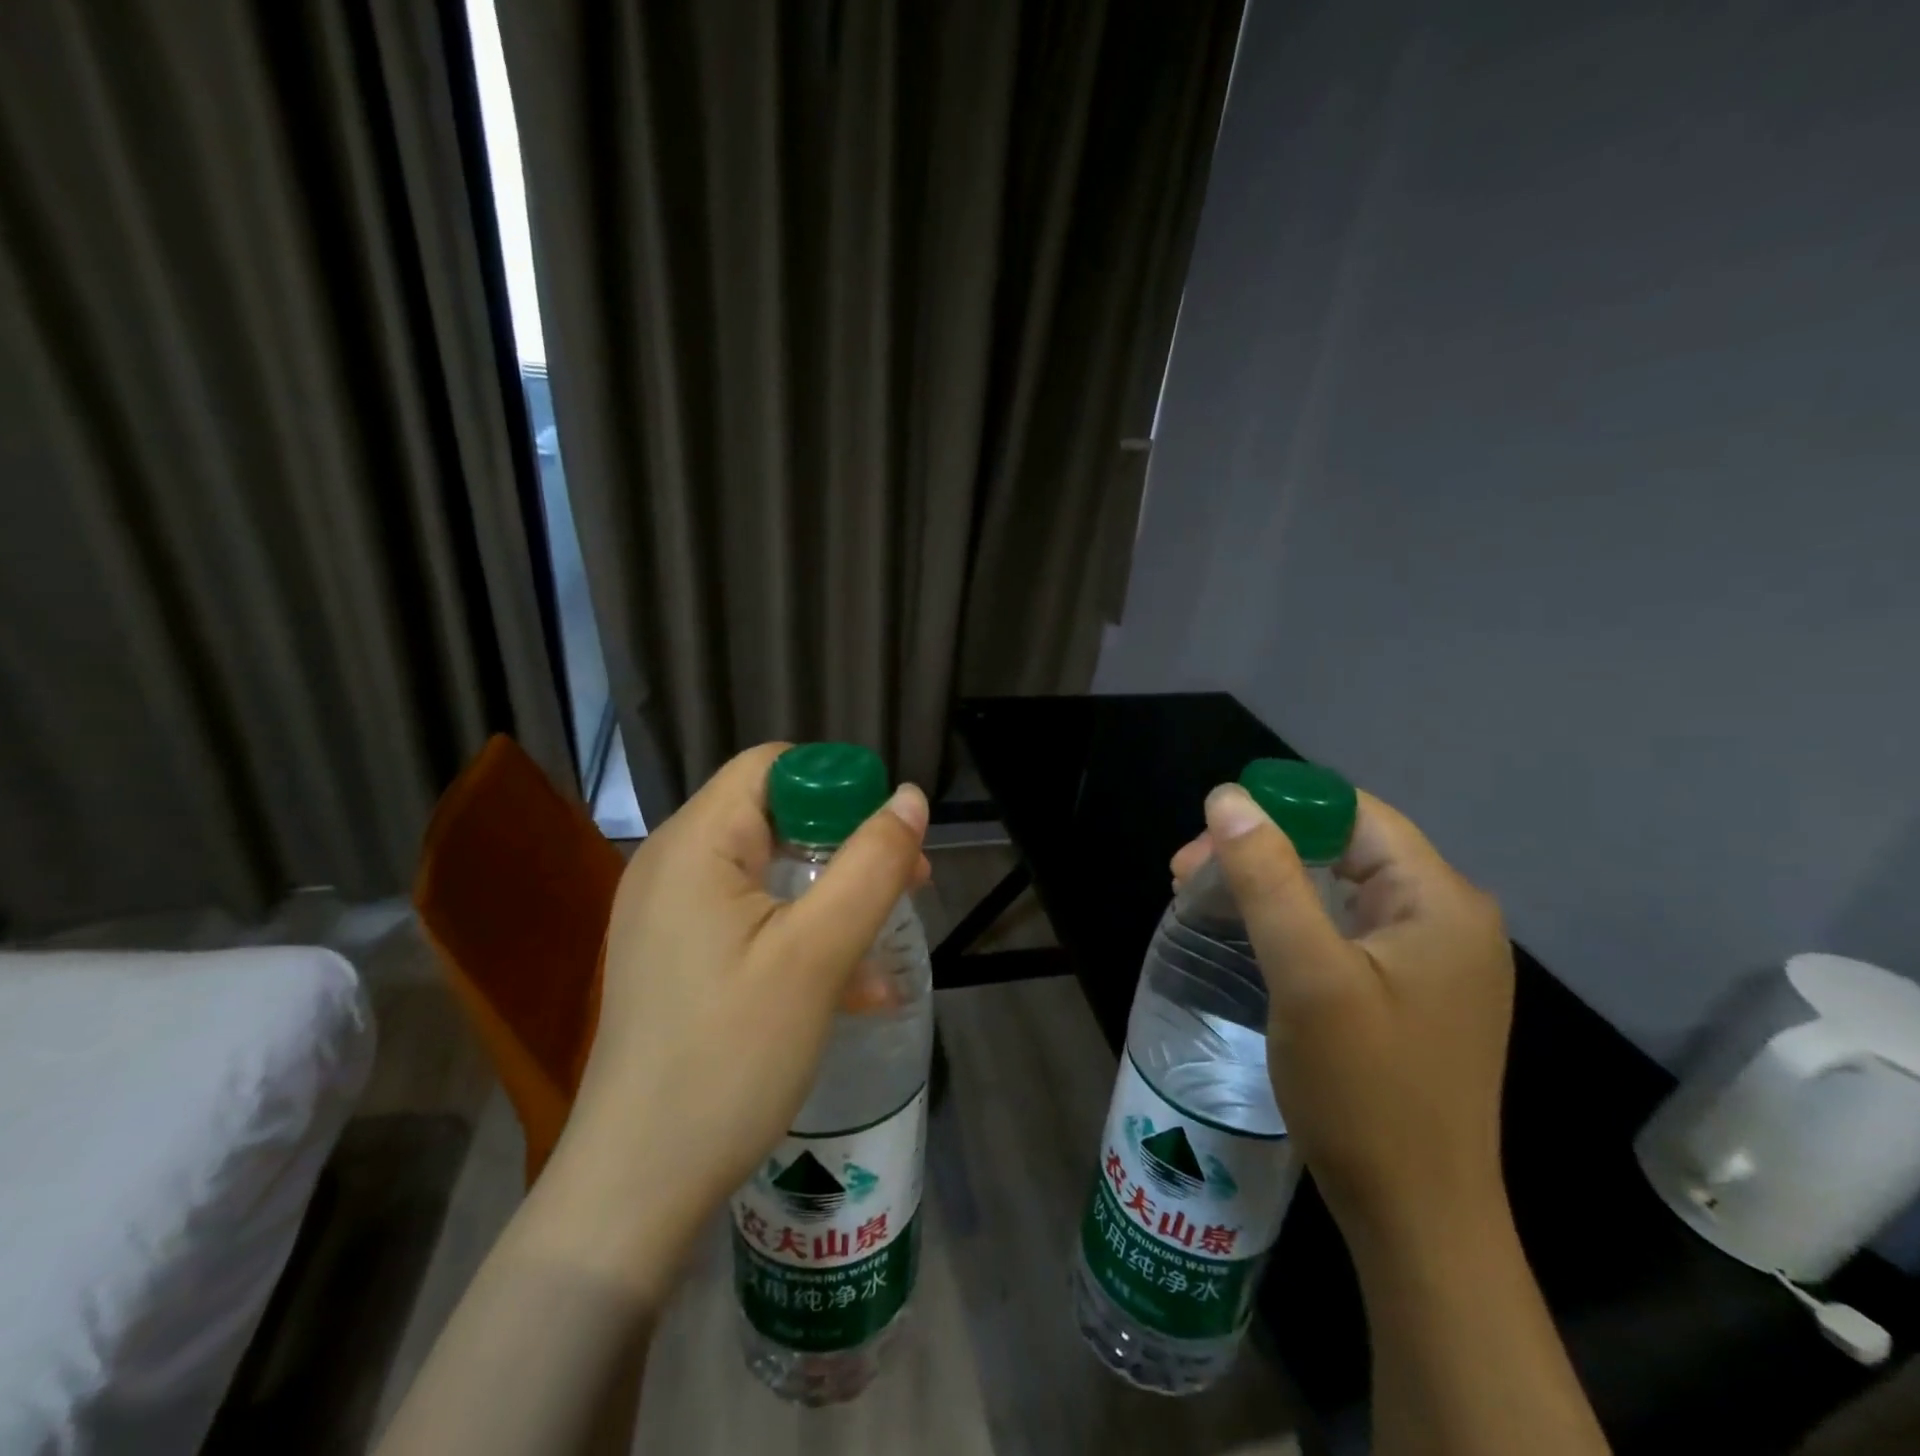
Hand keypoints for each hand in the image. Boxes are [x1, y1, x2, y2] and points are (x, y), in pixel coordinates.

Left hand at [540, 743, 930, 1283]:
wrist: (638, 1186)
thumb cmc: (730, 1056)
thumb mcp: (817, 954)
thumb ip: (871, 866)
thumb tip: (911, 799)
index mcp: (695, 844)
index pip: (773, 766)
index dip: (838, 786)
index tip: (886, 836)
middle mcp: (673, 865)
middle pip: (774, 816)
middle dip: (847, 843)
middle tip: (906, 883)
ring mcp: (671, 915)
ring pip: (770, 872)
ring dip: (833, 892)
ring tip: (887, 934)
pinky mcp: (679, 957)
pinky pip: (751, 919)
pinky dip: (802, 933)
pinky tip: (854, 987)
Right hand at [1175, 786, 1514, 1258]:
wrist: (1417, 1219)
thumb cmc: (1365, 1092)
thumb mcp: (1307, 975)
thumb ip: (1267, 877)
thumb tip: (1227, 797)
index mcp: (1439, 899)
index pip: (1352, 813)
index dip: (1277, 808)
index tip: (1206, 839)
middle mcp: (1448, 917)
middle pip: (1343, 846)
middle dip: (1262, 848)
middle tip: (1186, 875)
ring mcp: (1434, 958)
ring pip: (1339, 887)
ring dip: (1271, 883)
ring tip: (1206, 899)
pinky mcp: (1412, 991)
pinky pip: (1345, 928)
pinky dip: (1293, 919)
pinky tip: (1252, 937)